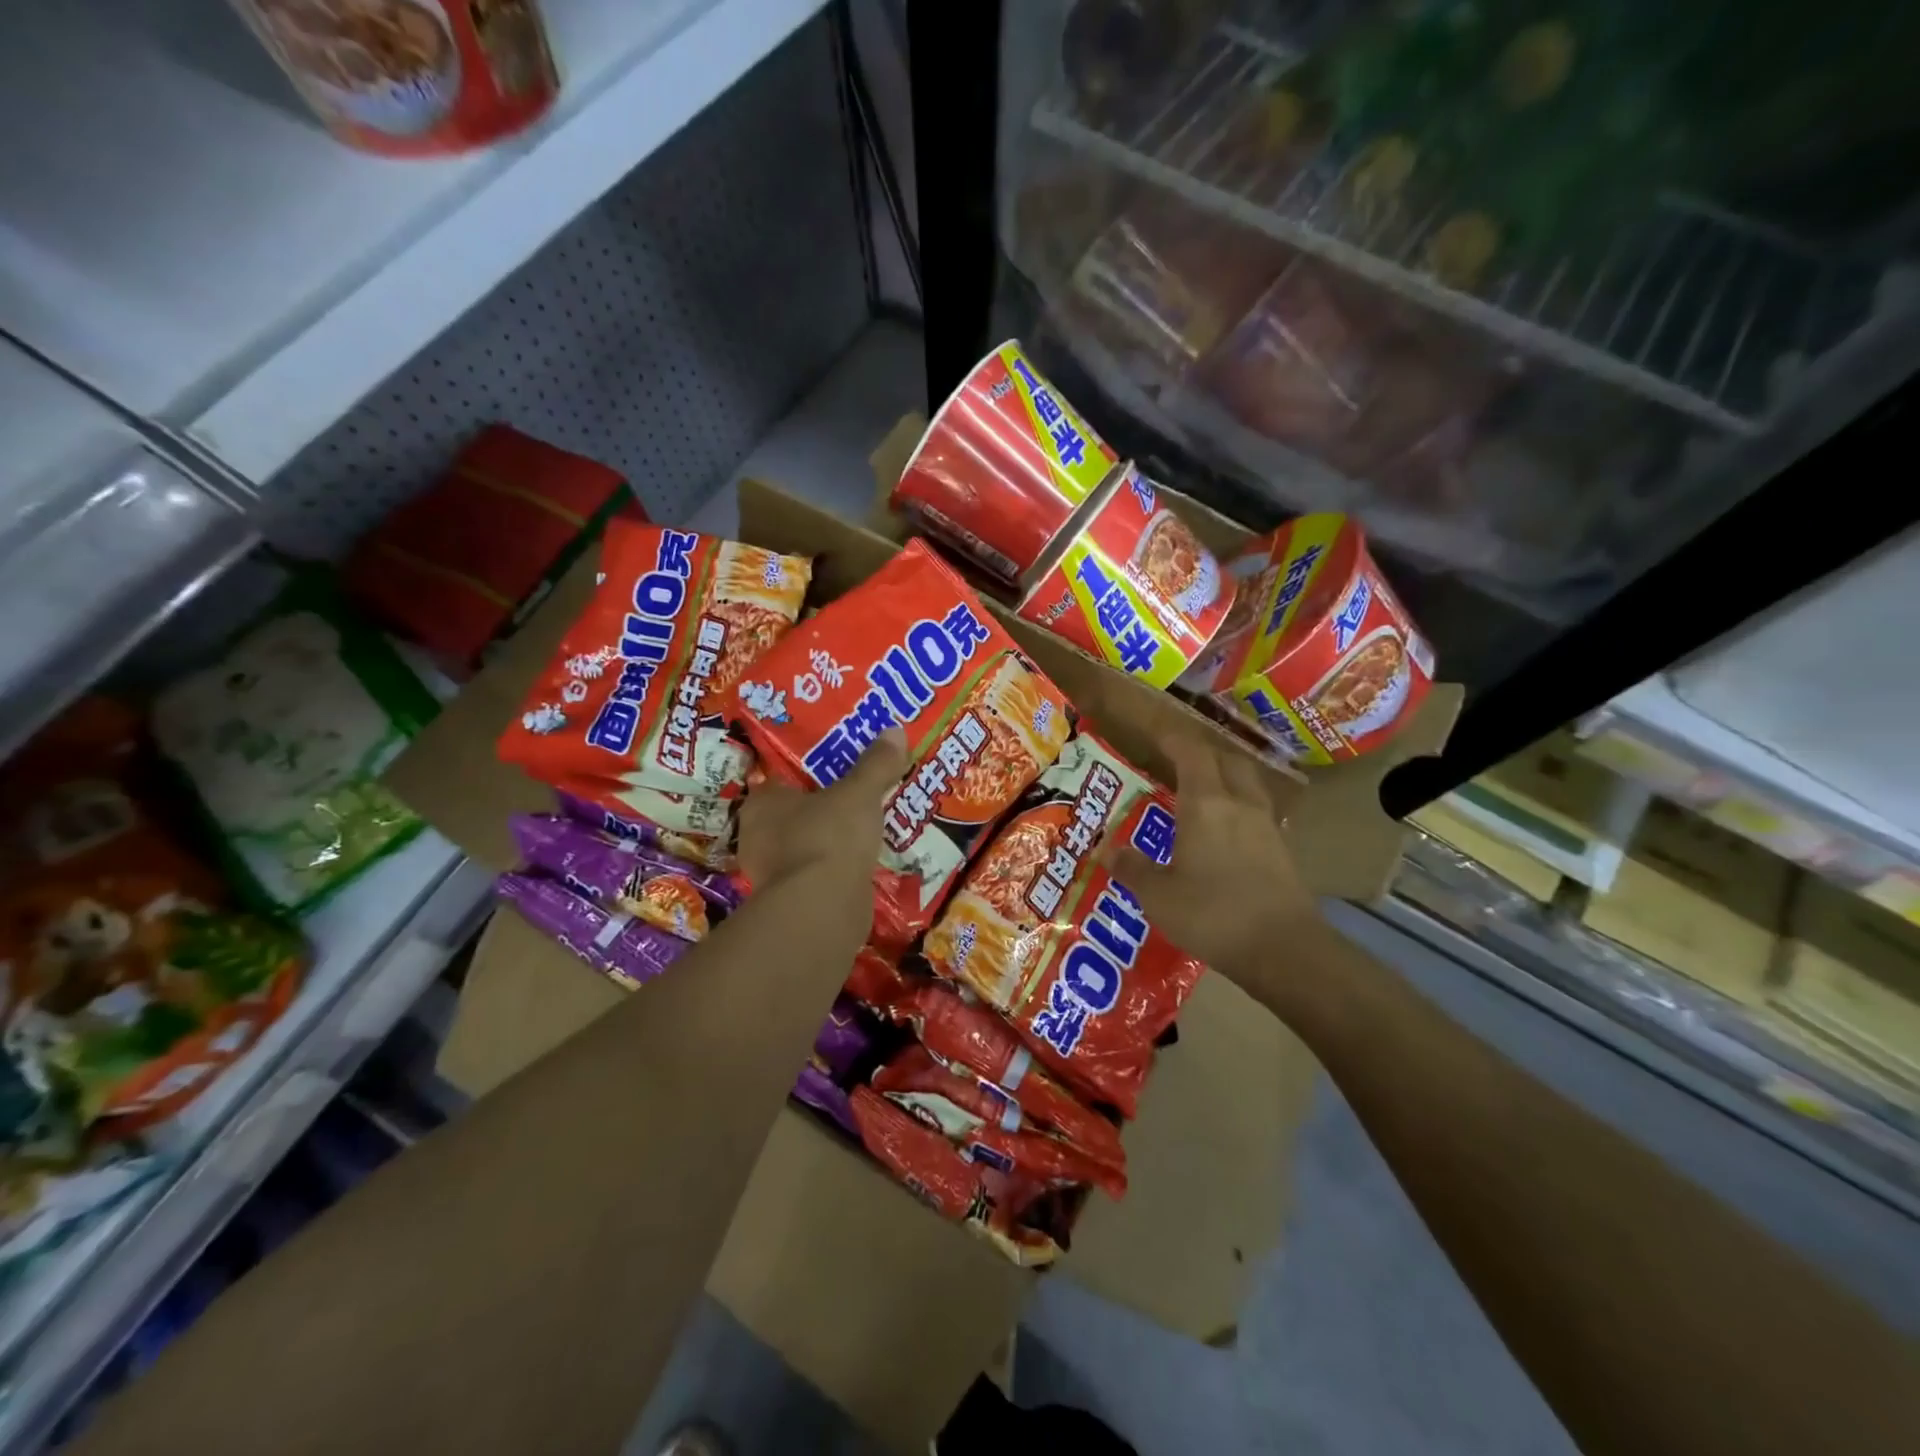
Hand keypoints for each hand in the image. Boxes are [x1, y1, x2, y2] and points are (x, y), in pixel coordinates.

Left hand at [737, 727, 906, 892]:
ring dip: (830, 842)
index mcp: (762, 803)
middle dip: (822, 809)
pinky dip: (835, 870)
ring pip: (805, 846)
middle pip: (794, 814)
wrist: (823, 908)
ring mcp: (773, 873)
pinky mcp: (793, 902)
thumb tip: (895, 731)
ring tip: (865, 830)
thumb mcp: (859, 792)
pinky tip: (862, 863)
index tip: (837, 771)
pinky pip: (817, 875)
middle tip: (856, 798)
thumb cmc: (830, 836)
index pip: (781, 780)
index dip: (809, 774)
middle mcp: (758, 837)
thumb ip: (876, 764)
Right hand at [1103, 726, 1318, 995]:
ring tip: (1202, 790)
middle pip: (1225, 760)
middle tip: (1176, 761)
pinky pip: (1257, 811)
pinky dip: (1239, 807)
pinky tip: (1227, 829)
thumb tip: (1107, 850)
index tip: (1154, 731)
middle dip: (1201, 754)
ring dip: (1224, 777)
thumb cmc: (1213, 914)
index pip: (1190, 752)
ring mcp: (1266, 826)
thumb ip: (1133, 868)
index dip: (1172, 737)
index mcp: (1206, 804)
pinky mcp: (1281, 850)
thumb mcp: (1158, 895)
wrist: (1283, 950)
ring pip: (1246, 784)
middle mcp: (1239, 804)